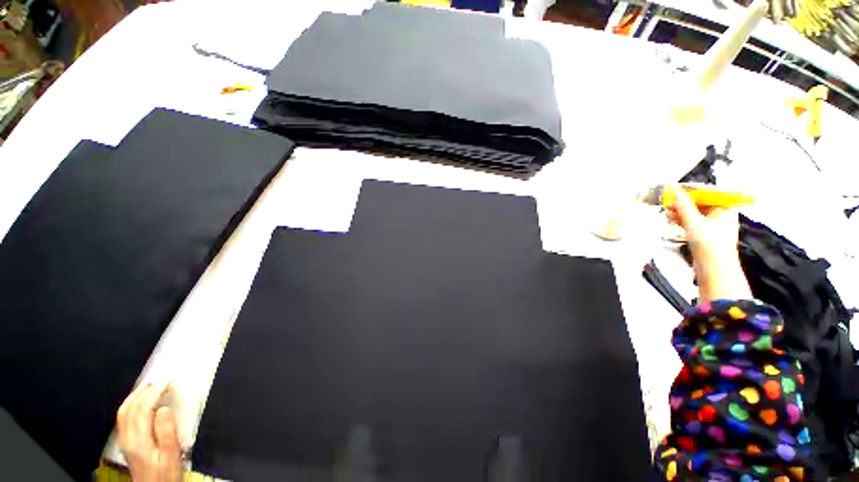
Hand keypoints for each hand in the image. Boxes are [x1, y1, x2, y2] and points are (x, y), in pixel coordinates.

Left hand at [117, 384, 181, 481]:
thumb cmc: (167, 472)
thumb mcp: (172, 455)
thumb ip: (167, 432)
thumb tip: (164, 408)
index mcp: (140, 440)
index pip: (142, 410)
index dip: (153, 393)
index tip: (167, 382)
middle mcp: (127, 438)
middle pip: (128, 409)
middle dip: (143, 391)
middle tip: (158, 379)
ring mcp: (124, 440)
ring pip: (123, 413)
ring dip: (135, 396)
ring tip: (149, 386)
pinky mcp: (126, 442)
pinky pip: (123, 418)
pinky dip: (131, 404)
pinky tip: (140, 402)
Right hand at [665, 185, 751, 303]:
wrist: (715, 271)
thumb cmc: (710, 245)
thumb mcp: (694, 223)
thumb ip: (684, 206)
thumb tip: (674, 189)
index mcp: (725, 209)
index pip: (708, 193)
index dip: (692, 190)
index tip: (675, 189)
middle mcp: (720, 215)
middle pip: (701, 203)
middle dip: (683, 201)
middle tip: (667, 200)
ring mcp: (712, 225)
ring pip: (694, 212)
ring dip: (680, 210)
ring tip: (665, 210)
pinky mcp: (704, 234)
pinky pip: (692, 222)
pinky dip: (681, 219)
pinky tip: (670, 218)